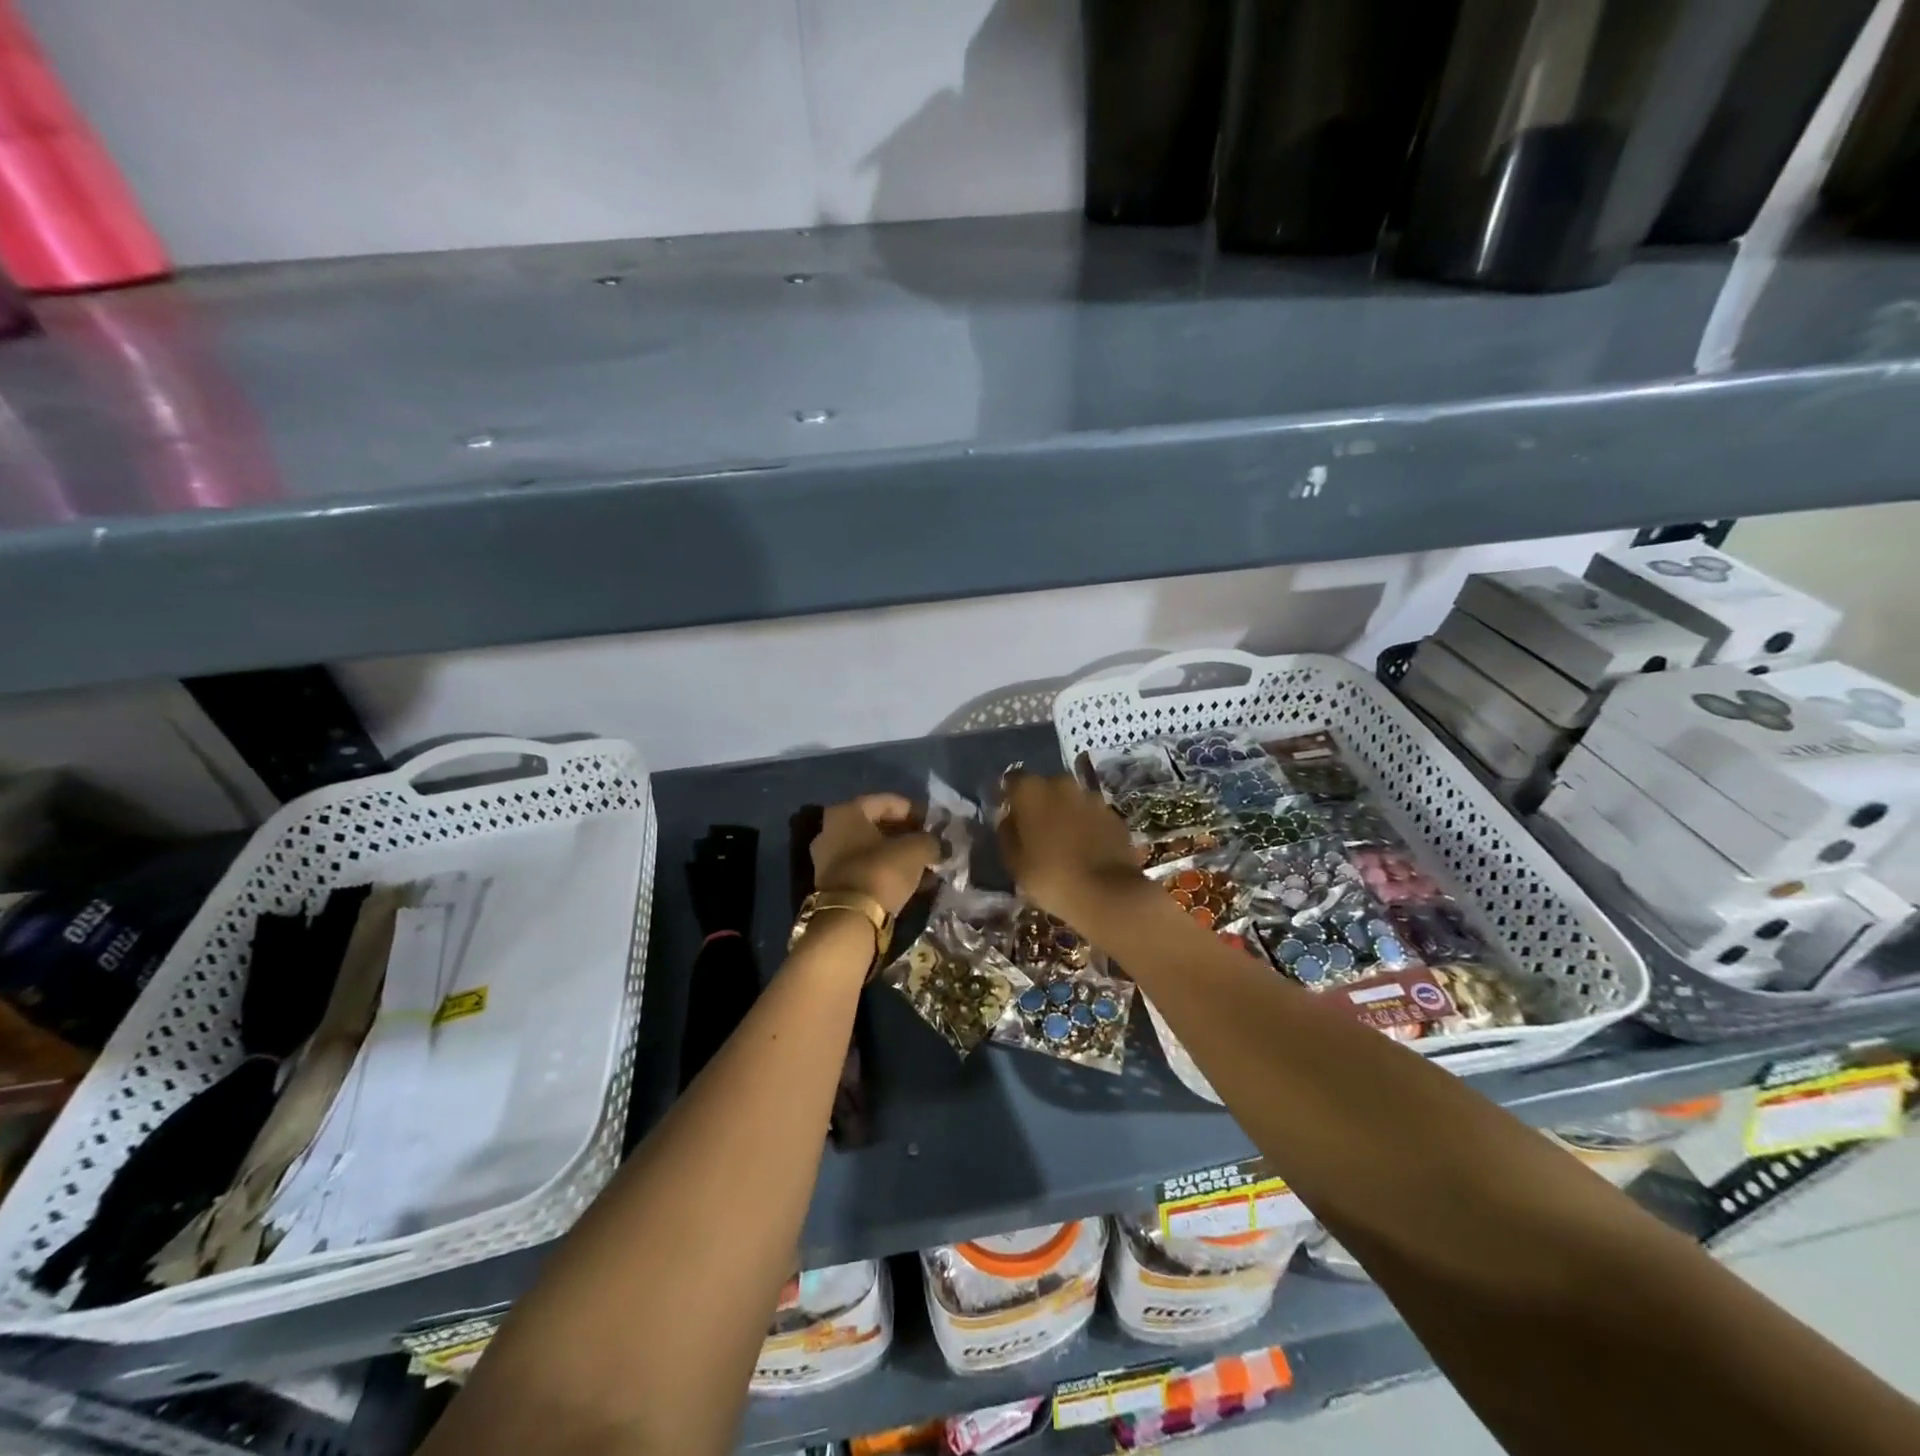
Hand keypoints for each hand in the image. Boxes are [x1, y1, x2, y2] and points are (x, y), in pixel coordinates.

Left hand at [811, 795, 938, 916]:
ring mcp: (829, 859)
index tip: (936, 825)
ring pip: (873, 850)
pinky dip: (888, 873)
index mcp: (847, 812)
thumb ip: (930, 841)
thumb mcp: (916, 850)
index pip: (888, 802)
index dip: (916, 811)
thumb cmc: (881, 871)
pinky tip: (913, 883)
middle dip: (907, 835)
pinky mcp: (833, 885)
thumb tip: (939, 845)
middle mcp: (831, 830)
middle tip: (931, 845)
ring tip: (927, 867)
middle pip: (878, 826)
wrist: (850, 920)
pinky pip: (867, 869)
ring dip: (900, 856)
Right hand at [998, 772, 1145, 925]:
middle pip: (1045, 787)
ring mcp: (1092, 798)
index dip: (1009, 796)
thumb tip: (1008, 820)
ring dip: (1065, 812)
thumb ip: (1007, 834)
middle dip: (1039, 803)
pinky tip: (1085, 847)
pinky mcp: (1114, 815)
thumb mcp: (1015, 862)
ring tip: (1063, 840)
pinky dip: (1087, 825)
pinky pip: (1092, 814)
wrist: (1107, 894)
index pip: (1012, 781)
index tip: (1007, 814)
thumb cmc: (1050, 877)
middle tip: (1035, 829)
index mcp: (1032, 791)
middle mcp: (1062, 784)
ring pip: (1071, 799)